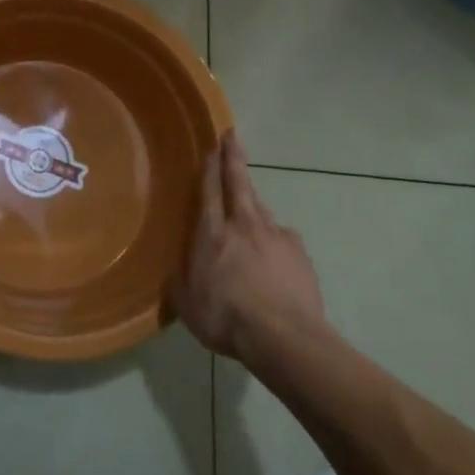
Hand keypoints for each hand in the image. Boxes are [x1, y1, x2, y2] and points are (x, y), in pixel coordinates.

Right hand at [175, 132, 331, 379]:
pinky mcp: (300, 255)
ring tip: (249, 202)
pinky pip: (284, 239)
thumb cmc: (226, 319)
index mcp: (212, 233)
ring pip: (262, 209)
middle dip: (234, 158)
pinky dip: (276, 239)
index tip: (212, 144)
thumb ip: (180, 282)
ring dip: (253, 200)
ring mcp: (276, 237)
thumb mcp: (188, 305)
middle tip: (233, 135)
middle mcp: (244, 225)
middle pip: (239, 183)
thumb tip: (173, 270)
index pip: (209, 190)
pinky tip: (275, 253)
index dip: (209, 166)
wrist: (285, 339)